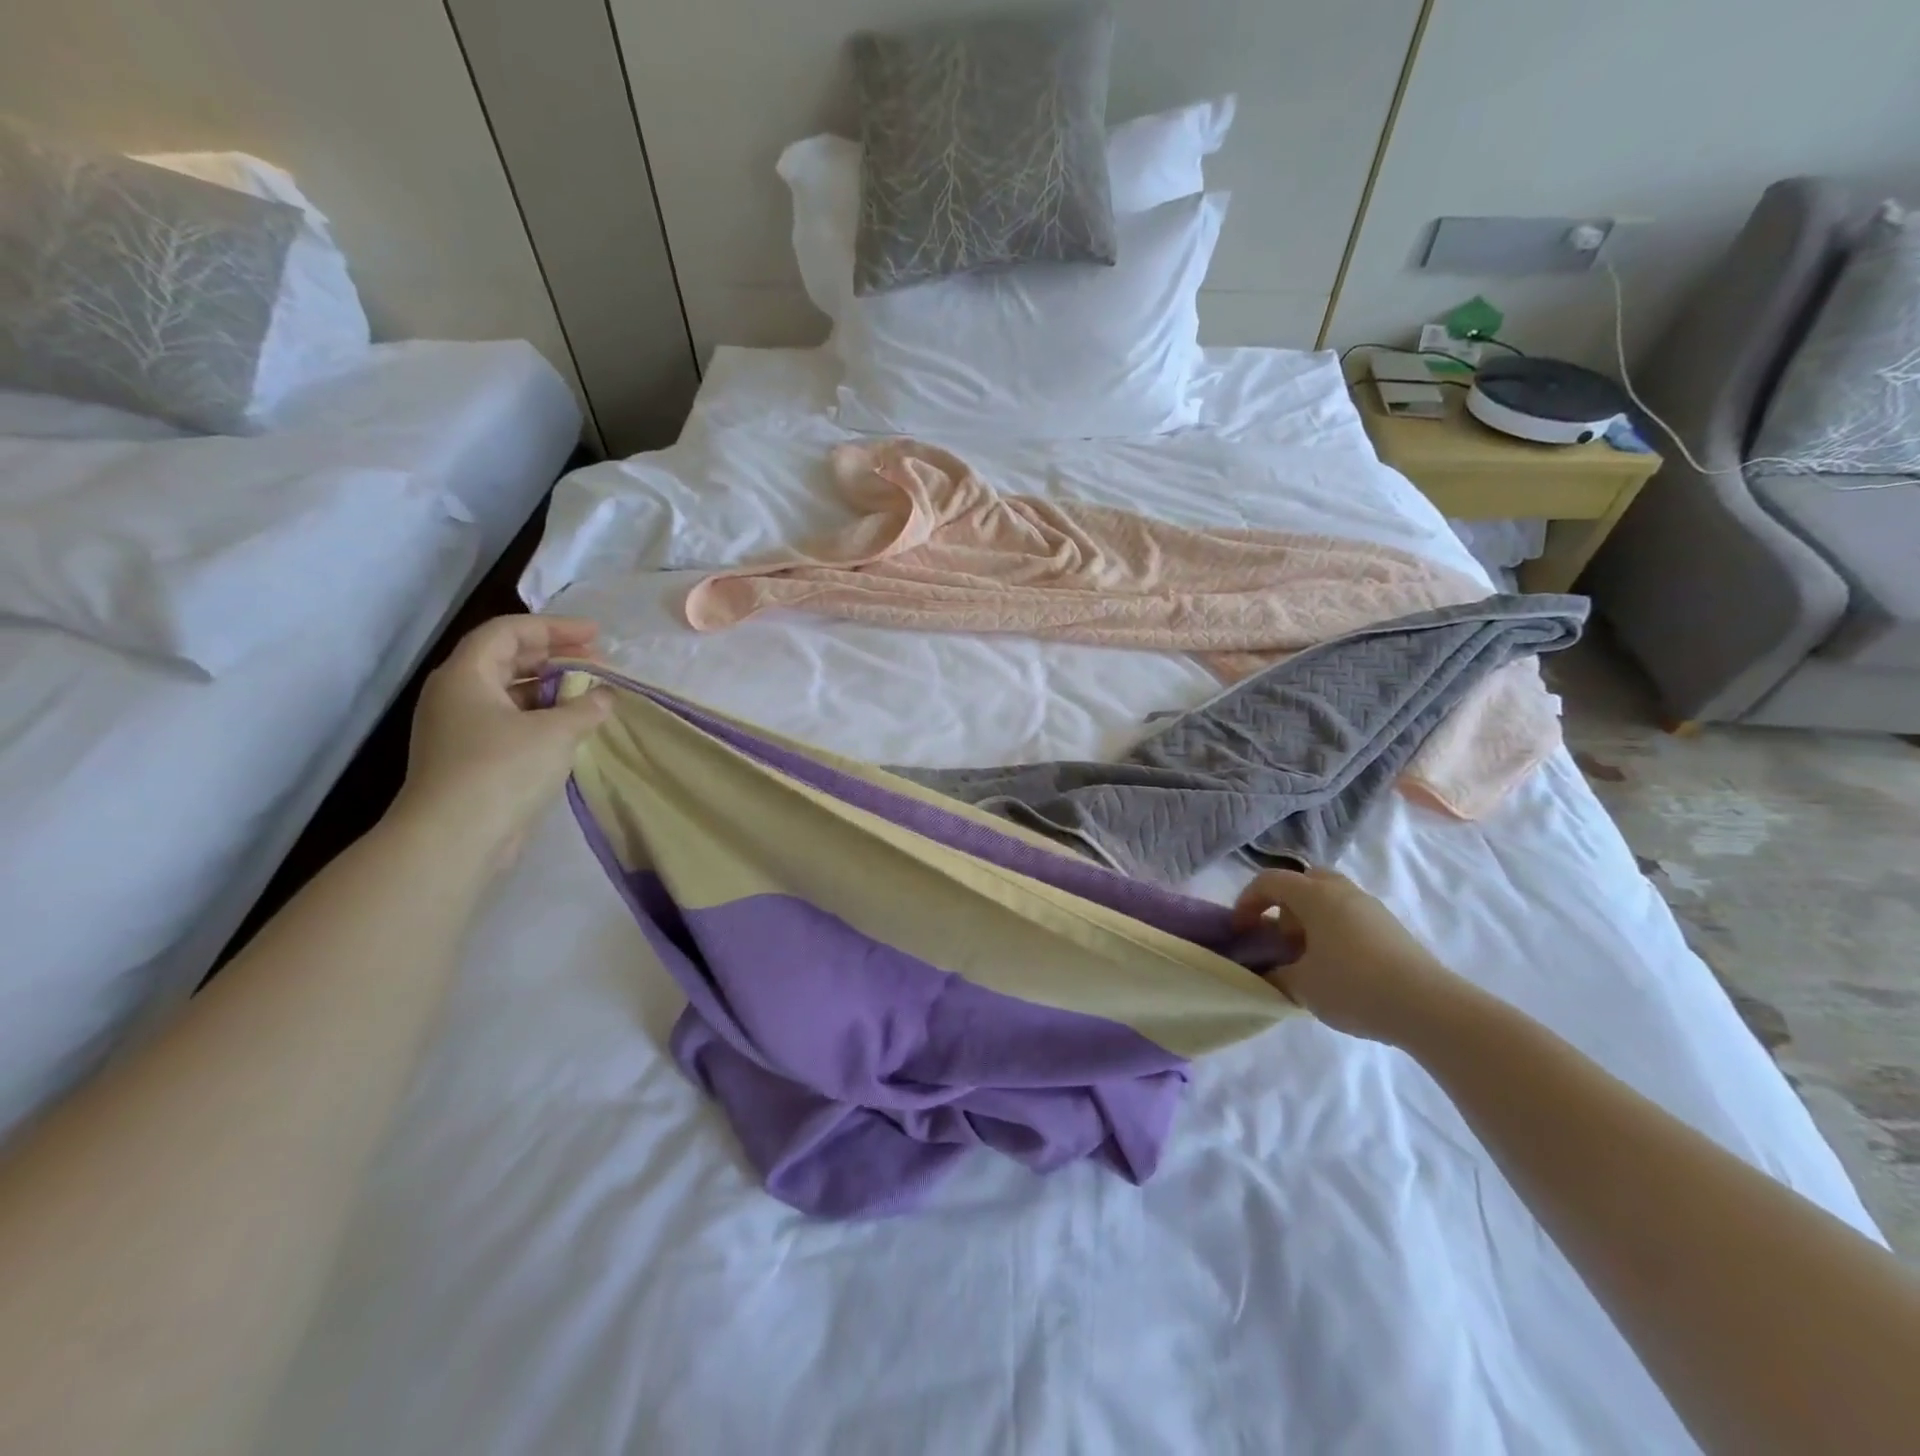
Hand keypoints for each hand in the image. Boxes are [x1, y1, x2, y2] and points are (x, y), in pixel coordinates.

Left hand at [391, 616, 611, 870]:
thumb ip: (586, 707)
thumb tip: (606, 695)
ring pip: (508, 692)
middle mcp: (456, 695)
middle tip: (596, 660)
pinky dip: (541, 715)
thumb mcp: (556, 732)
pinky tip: (570, 727)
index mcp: (466, 675)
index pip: (508, 632)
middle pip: (506, 658)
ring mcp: (459, 728)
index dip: (554, 628)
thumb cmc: (502, 769)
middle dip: (553, 655)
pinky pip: (509, 721)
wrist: (454, 838)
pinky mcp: (469, 758)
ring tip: (589, 693)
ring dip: (549, 687)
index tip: (595, 635)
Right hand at [1232, 867, 1463, 1045]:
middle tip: (1280, 936)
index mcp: (1315, 895)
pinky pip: (1350, 915)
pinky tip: (1337, 966)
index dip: (1247, 902)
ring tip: (1308, 955)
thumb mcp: (1301, 985)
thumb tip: (1266, 969)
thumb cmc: (1353, 986)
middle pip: (1304, 880)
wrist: (1429, 1008)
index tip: (1241, 931)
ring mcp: (1371, 907)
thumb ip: (1275, 972)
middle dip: (1284, 903)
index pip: (1269, 881)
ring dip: (1311, 917)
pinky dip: (1334, 929)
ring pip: (1330, 897)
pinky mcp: (1391, 927)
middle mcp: (1342, 891)